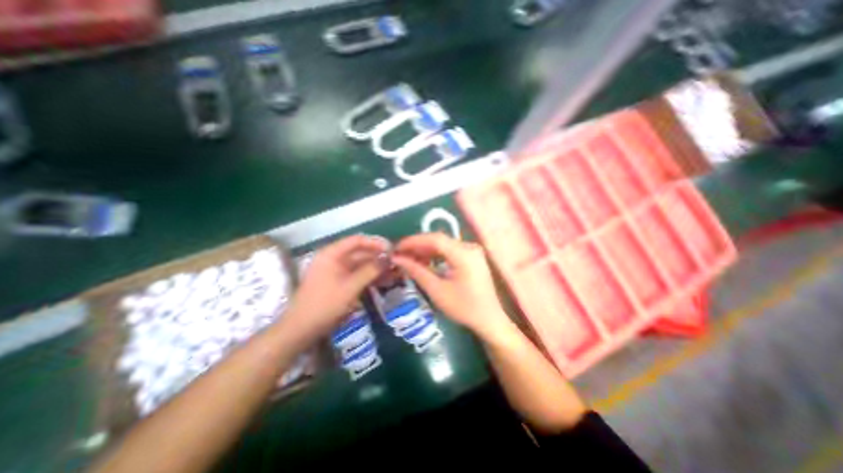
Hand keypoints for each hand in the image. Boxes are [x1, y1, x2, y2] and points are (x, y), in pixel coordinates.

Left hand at [283, 236, 387, 339]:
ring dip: (376, 268)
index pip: (357, 241)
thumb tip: (388, 258)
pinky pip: (358, 274)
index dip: (375, 243)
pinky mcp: (340, 281)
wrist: (301, 330)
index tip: (391, 250)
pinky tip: (384, 280)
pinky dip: (370, 277)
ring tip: (394, 272)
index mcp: (332, 254)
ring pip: (361, 264)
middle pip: (360, 252)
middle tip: (396, 263)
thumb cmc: (324, 305)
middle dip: (378, 257)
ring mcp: (337, 270)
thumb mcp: (350, 287)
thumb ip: (370, 271)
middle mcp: (334, 258)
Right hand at [392, 232, 509, 340]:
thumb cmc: (464, 308)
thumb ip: (417, 271)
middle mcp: (469, 247)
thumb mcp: (437, 291)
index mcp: (463, 254)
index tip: (396, 248)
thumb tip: (397, 259)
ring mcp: (472, 251)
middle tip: (400, 254)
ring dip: (425, 250)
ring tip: (408, 258)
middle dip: (417, 245)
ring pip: (443, 244)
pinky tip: (424, 261)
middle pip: (438, 240)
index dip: (413, 241)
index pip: (434, 239)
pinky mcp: (471, 257)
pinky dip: (435, 255)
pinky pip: (449, 251)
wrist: (489, 320)